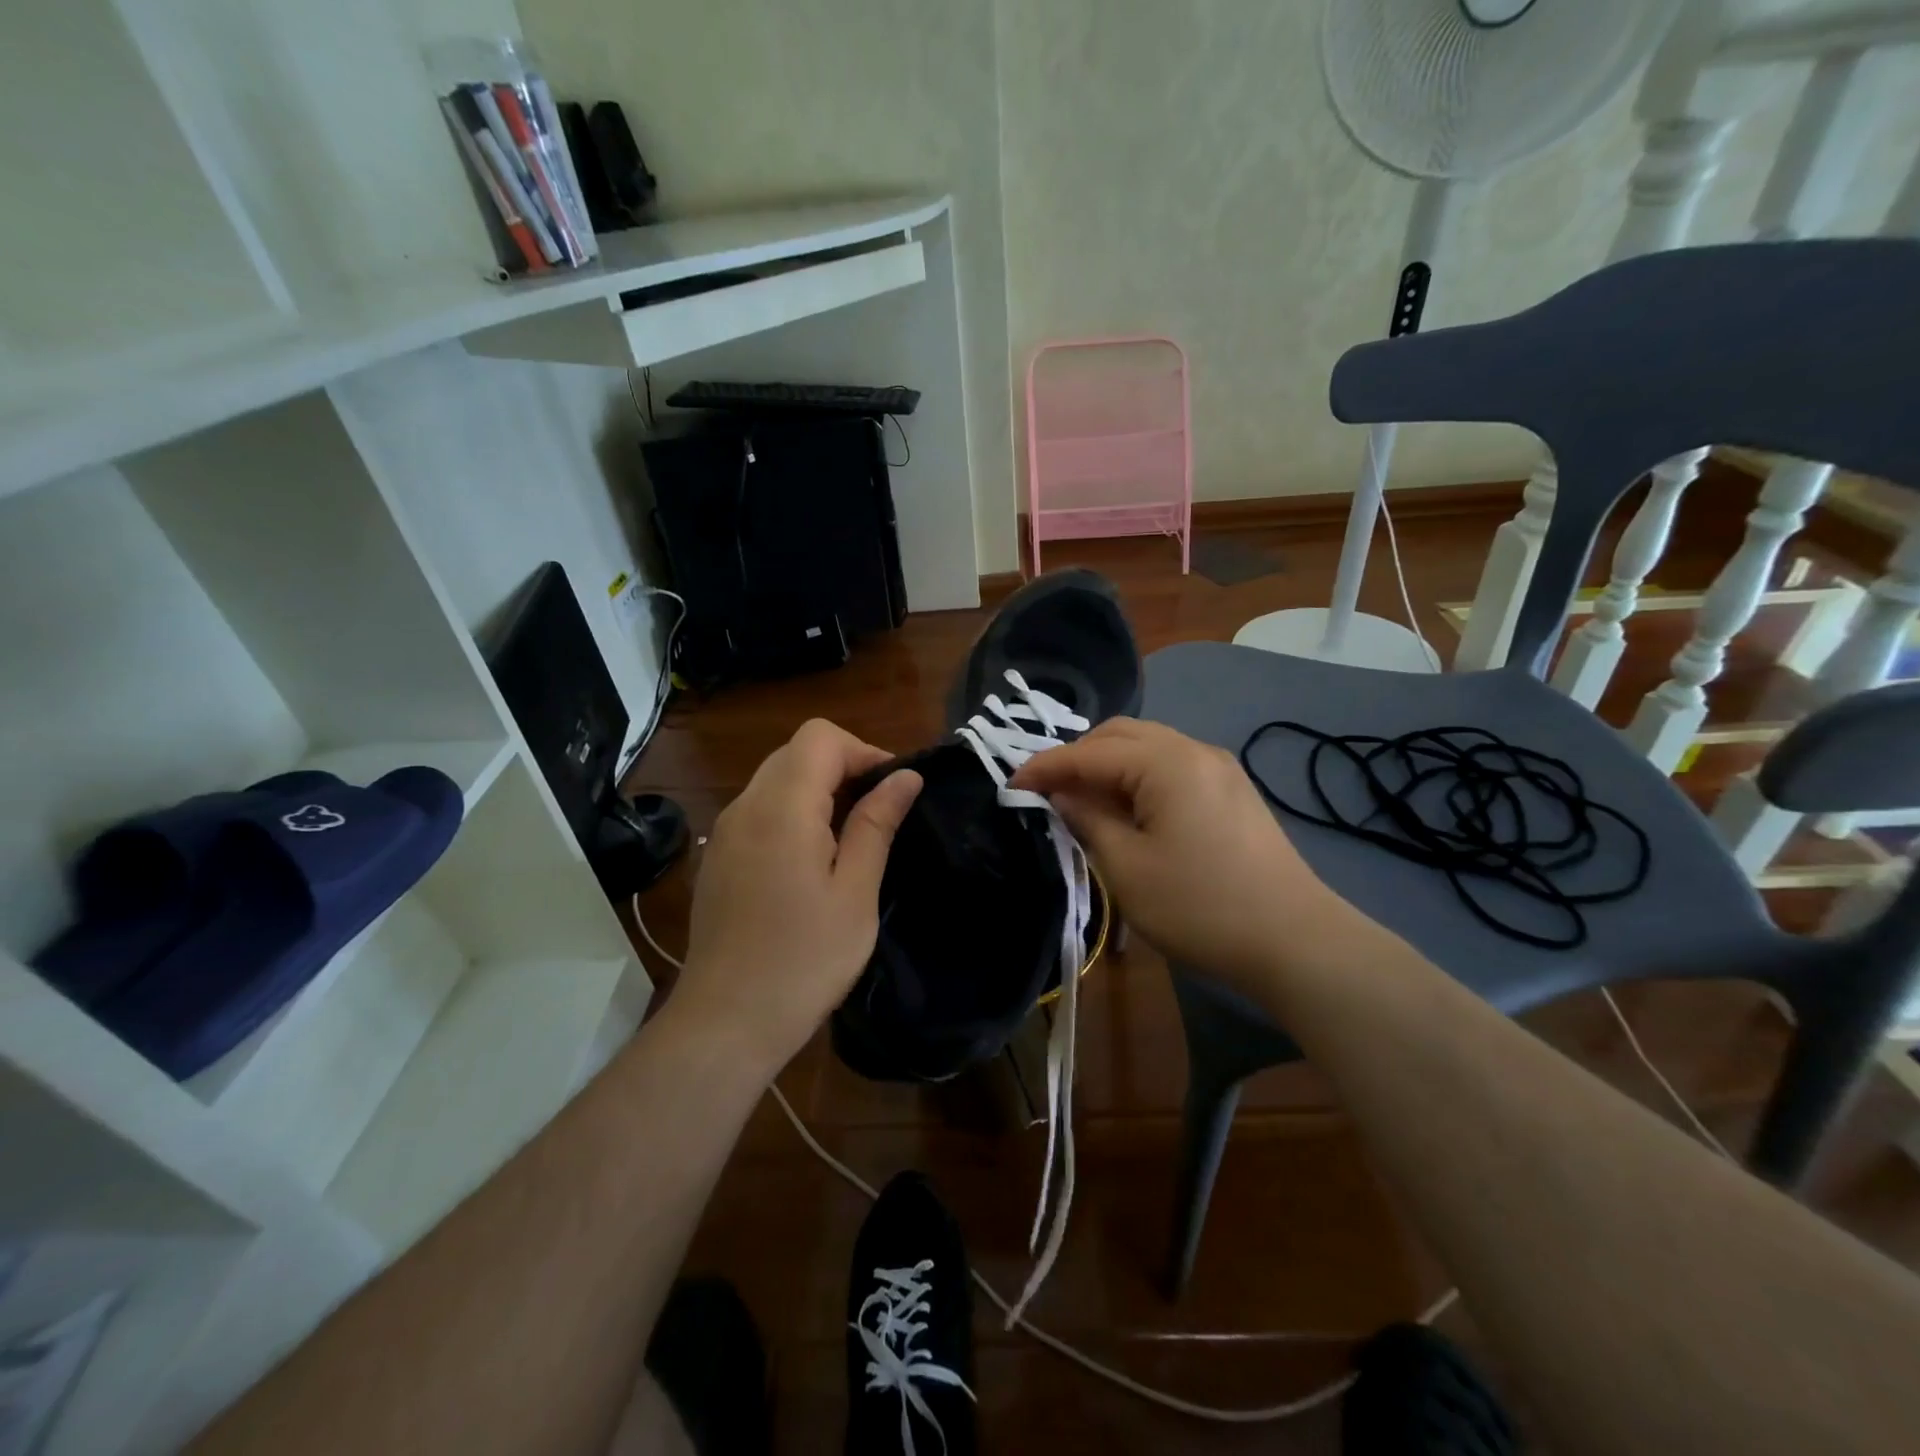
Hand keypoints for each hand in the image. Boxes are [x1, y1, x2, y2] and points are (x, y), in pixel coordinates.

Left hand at [677, 719, 921, 1074]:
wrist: (727, 1021)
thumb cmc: (804, 959)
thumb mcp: (855, 891)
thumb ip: (876, 824)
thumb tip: (906, 777)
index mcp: (782, 807)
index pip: (821, 737)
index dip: (863, 751)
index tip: (892, 791)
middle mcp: (745, 806)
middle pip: (796, 752)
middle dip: (843, 768)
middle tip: (877, 815)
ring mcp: (726, 831)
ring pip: (776, 778)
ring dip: (818, 790)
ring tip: (849, 840)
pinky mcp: (718, 855)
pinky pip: (759, 809)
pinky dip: (792, 812)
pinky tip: (810, 861)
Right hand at [1011, 718, 1346, 995]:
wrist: (1295, 941)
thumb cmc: (1200, 906)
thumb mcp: (1127, 868)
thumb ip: (1088, 819)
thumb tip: (1063, 794)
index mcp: (1167, 762)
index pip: (1090, 752)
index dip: (1046, 766)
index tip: (1011, 783)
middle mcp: (1195, 750)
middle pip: (1121, 735)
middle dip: (1078, 756)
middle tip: (1048, 791)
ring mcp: (1219, 768)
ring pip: (1148, 746)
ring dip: (1109, 764)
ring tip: (1083, 800)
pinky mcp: (1232, 790)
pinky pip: (1172, 765)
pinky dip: (1138, 776)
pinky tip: (1128, 808)